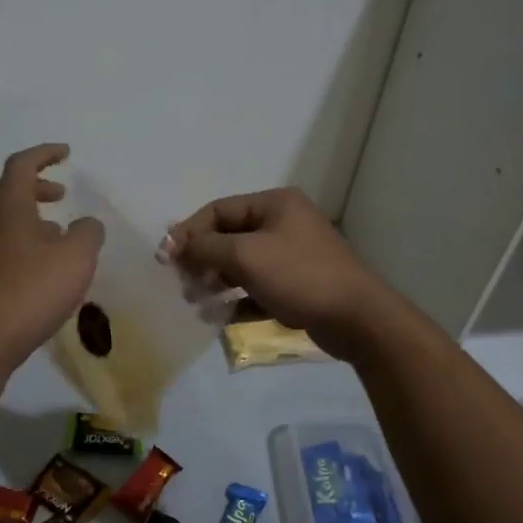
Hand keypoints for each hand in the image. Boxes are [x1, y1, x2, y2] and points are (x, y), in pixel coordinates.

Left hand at [0, 144, 103, 371]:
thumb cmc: (32, 290)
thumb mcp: (76, 257)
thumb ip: (88, 233)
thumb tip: (86, 224)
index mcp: (10, 207)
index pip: (22, 165)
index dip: (44, 154)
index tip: (66, 153)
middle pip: (10, 191)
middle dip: (37, 185)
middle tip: (62, 193)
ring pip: (8, 220)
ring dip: (34, 217)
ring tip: (62, 233)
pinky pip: (8, 246)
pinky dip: (29, 242)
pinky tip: (48, 267)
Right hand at [162, 188, 398, 360]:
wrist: (356, 318)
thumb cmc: (299, 276)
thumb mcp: (246, 255)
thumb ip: (206, 247)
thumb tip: (178, 245)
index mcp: (275, 204)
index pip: (219, 210)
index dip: (189, 232)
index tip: (166, 258)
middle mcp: (284, 223)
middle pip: (229, 237)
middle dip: (202, 261)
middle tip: (184, 285)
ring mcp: (292, 256)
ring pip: (242, 265)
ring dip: (216, 282)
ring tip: (199, 303)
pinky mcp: (297, 286)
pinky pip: (258, 288)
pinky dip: (238, 300)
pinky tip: (222, 318)